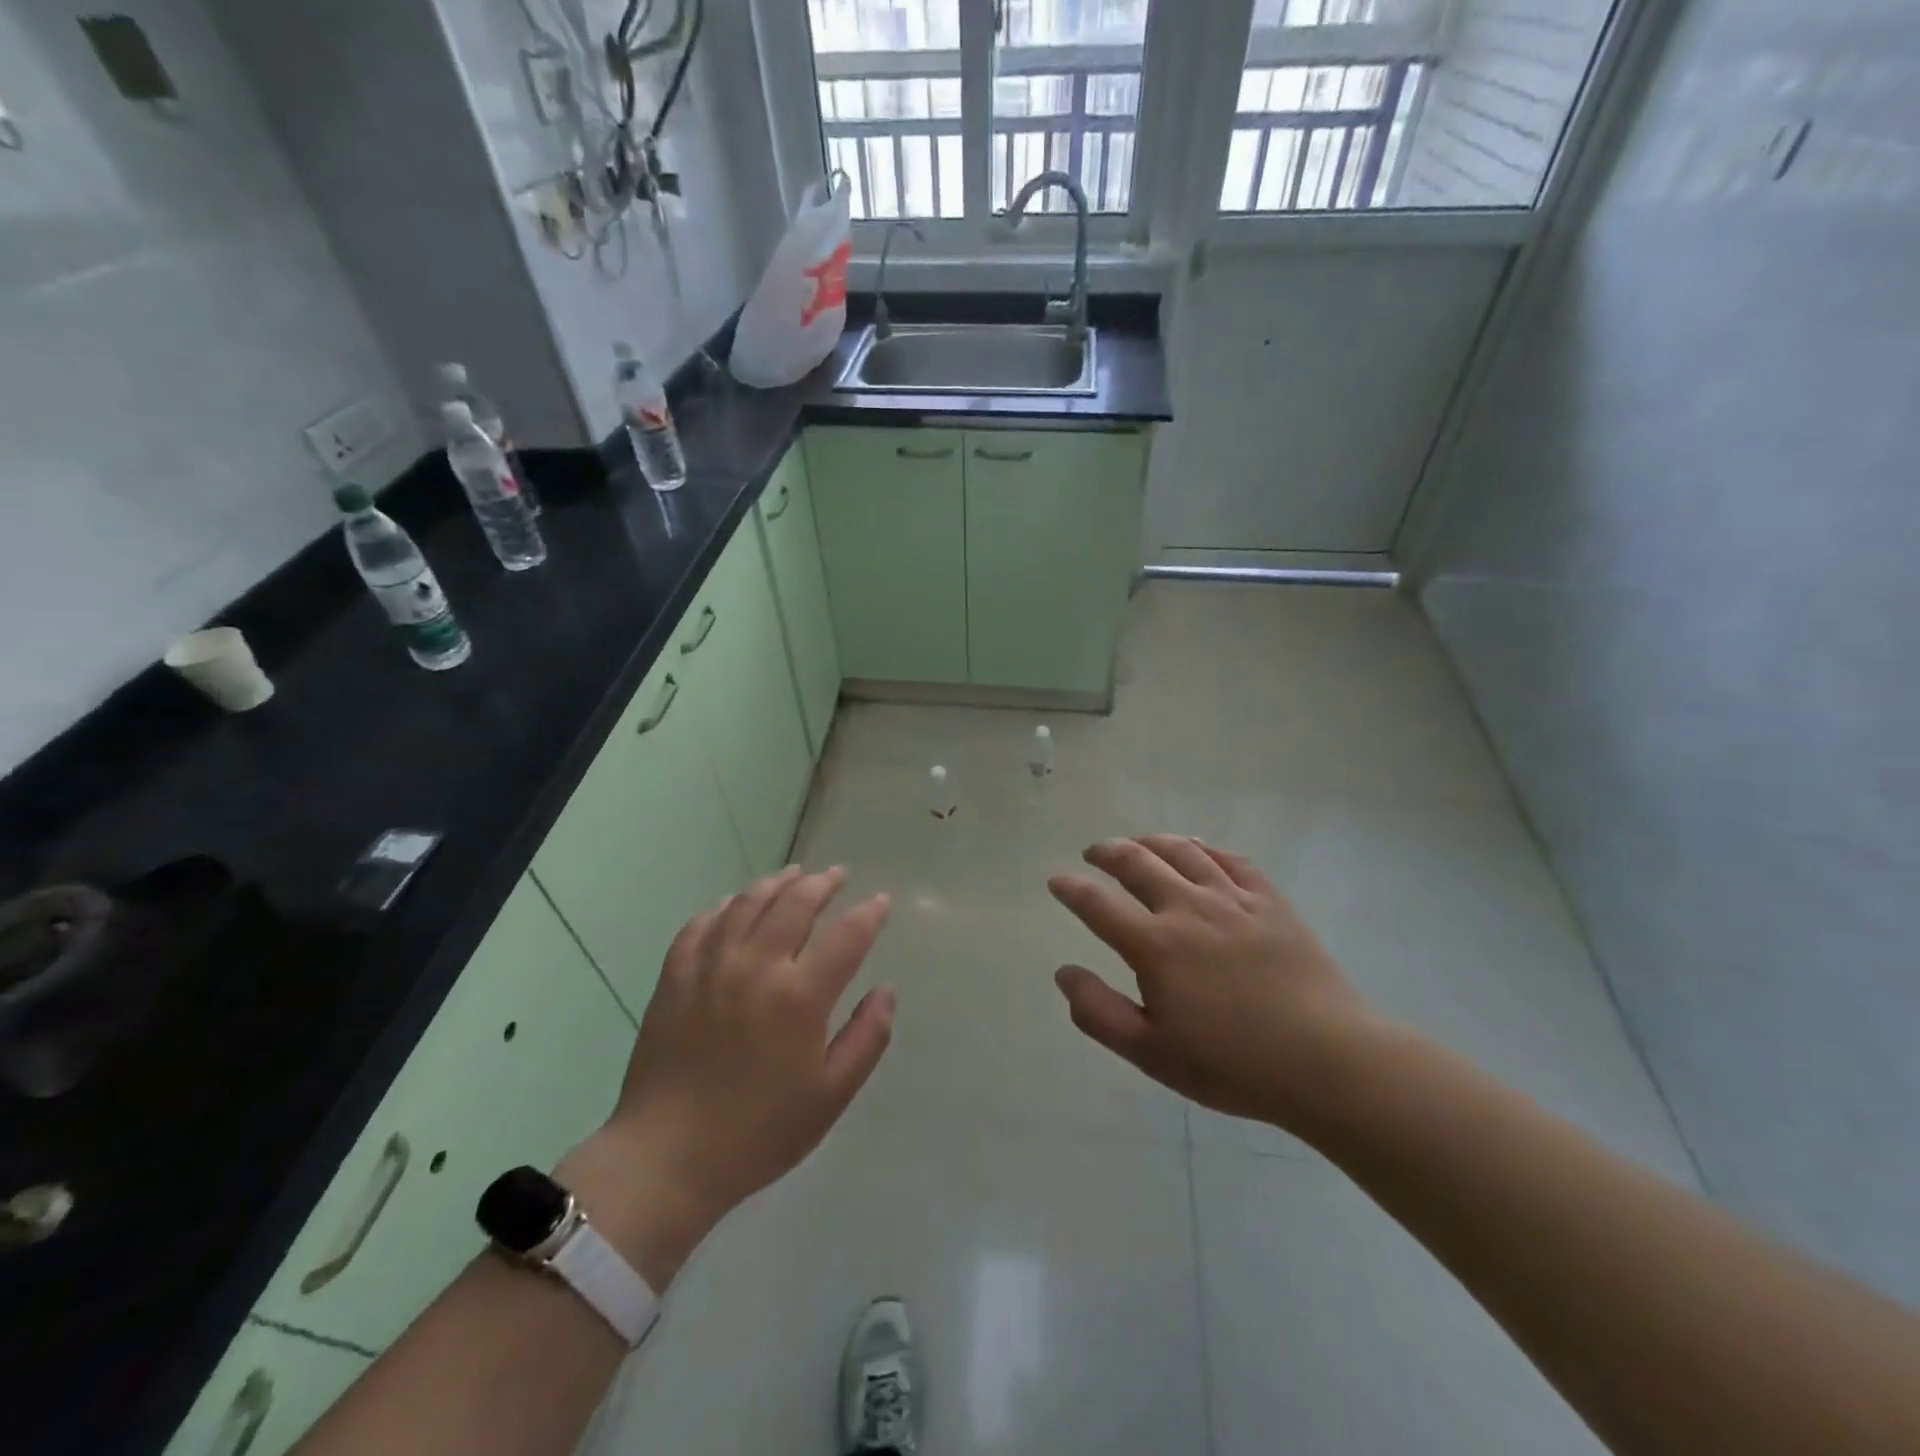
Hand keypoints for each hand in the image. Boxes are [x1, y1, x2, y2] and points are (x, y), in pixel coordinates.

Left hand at [559, 867, 893, 1287]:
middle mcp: (757, 967)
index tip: (880, 901)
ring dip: (775, 883)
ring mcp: (711, 967)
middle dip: (822, 884)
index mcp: (800, 997)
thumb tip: (886, 991)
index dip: (869, 914)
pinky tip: (733, 905)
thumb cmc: (759, 1132)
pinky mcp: (675, 977)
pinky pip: (701, 924)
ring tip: (793, 875)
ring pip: (748, 903)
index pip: (847, 936)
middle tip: (837, 875)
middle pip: (795, 904)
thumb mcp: (831, 1096)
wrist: (668, 1158)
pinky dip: (723, 907)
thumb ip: (867, 1038)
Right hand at [1049, 836, 1376, 1134]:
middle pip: (1137, 862)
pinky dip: (1204, 847)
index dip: (1071, 889)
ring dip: (1150, 841)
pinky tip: (1196, 849)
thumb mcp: (1153, 1053)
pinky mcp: (1270, 901)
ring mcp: (1233, 899)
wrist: (1328, 1061)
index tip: (1057, 880)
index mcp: (1155, 946)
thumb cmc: (1233, 1065)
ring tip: (1137, 843)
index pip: (1097, 904)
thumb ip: (1100, 1012)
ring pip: (1182, 851)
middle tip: (1094, 853)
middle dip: (1107, 852)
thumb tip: (1064, 973)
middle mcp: (1188, 909)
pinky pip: (1230, 859)